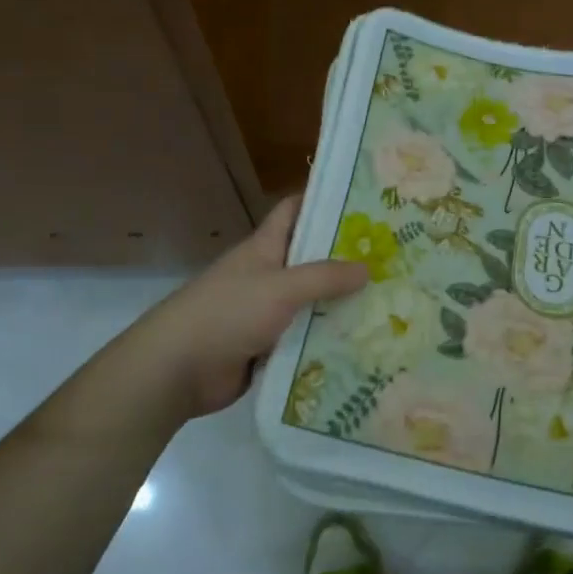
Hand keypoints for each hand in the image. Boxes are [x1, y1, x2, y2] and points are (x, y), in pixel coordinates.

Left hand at [127, 196, 368, 422]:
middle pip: (311, 261)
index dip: (325, 203)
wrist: (178, 370)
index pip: (294, 212)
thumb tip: (368, 268)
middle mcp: (267, 276)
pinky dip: (328, 341)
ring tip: (391, 304)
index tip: (366, 203)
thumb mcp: (279, 288)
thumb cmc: (227, 314)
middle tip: (394, 261)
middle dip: (347, 260)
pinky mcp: (268, 348)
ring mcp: (266, 314)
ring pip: (311, 304)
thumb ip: (324, 277)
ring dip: (342, 306)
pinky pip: (305, 339)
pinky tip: (364, 344)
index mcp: (263, 249)